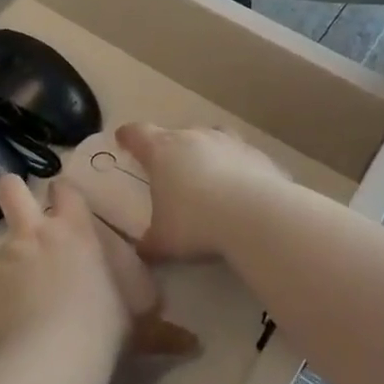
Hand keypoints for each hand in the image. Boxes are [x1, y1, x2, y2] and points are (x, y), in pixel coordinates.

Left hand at [0, 176, 196, 358]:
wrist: (52, 354)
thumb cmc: (103, 324)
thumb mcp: (138, 323)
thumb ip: (159, 328)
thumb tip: (191, 344)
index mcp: (74, 230)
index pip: (65, 190)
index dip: (64, 194)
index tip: (66, 203)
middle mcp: (35, 233)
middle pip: (11, 189)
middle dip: (12, 189)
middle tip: (19, 203)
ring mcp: (6, 258)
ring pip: (5, 245)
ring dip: (15, 260)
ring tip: (27, 294)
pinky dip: (3, 297)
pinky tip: (14, 322)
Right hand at [115, 123, 285, 263]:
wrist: (256, 216)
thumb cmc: (196, 222)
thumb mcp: (164, 241)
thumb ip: (150, 243)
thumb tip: (143, 250)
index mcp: (162, 151)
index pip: (137, 133)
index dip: (128, 137)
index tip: (124, 140)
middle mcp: (193, 137)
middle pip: (176, 134)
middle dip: (171, 150)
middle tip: (170, 172)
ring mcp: (229, 143)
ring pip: (212, 137)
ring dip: (207, 152)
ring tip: (209, 176)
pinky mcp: (259, 155)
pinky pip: (243, 158)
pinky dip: (239, 169)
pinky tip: (243, 192)